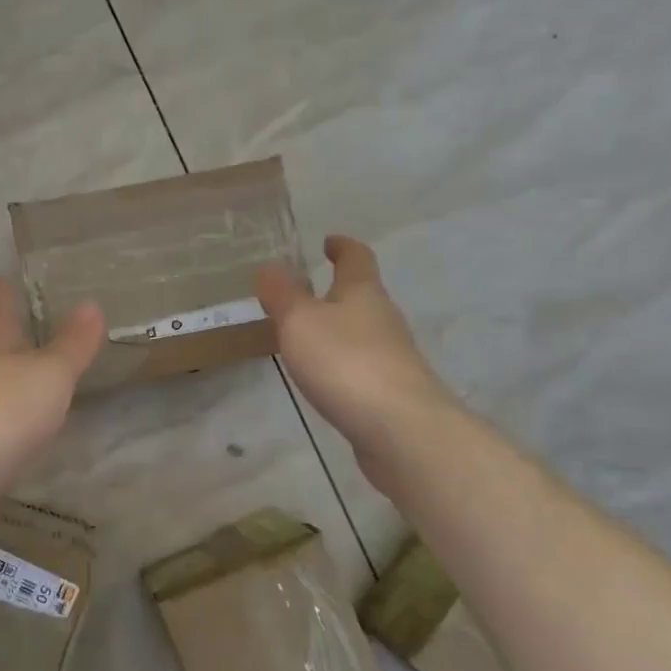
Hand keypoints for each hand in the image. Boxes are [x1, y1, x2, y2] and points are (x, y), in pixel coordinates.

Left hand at [0, 276, 104, 496]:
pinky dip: (12, 411)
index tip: (32, 280)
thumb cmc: (3, 411)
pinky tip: (32, 422)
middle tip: (56, 326)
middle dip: (17, 329)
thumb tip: (90, 304)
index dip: (9, 283)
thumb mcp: (51, 373)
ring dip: (15, 372)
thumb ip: (72, 343)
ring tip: (50, 372)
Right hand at [257, 235, 453, 457]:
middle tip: (303, 294)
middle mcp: (384, 318)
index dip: (343, 246)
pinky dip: (342, 362)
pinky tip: (324, 378)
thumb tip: (270, 266)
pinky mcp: (392, 391)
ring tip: (305, 337)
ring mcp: (392, 356)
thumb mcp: (300, 321)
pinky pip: (362, 365)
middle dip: (337, 291)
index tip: (329, 241)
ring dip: (338, 329)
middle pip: (363, 295)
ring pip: (362, 332)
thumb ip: (282, 294)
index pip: (357, 257)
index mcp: (363, 292)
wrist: (401, 428)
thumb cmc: (346, 361)